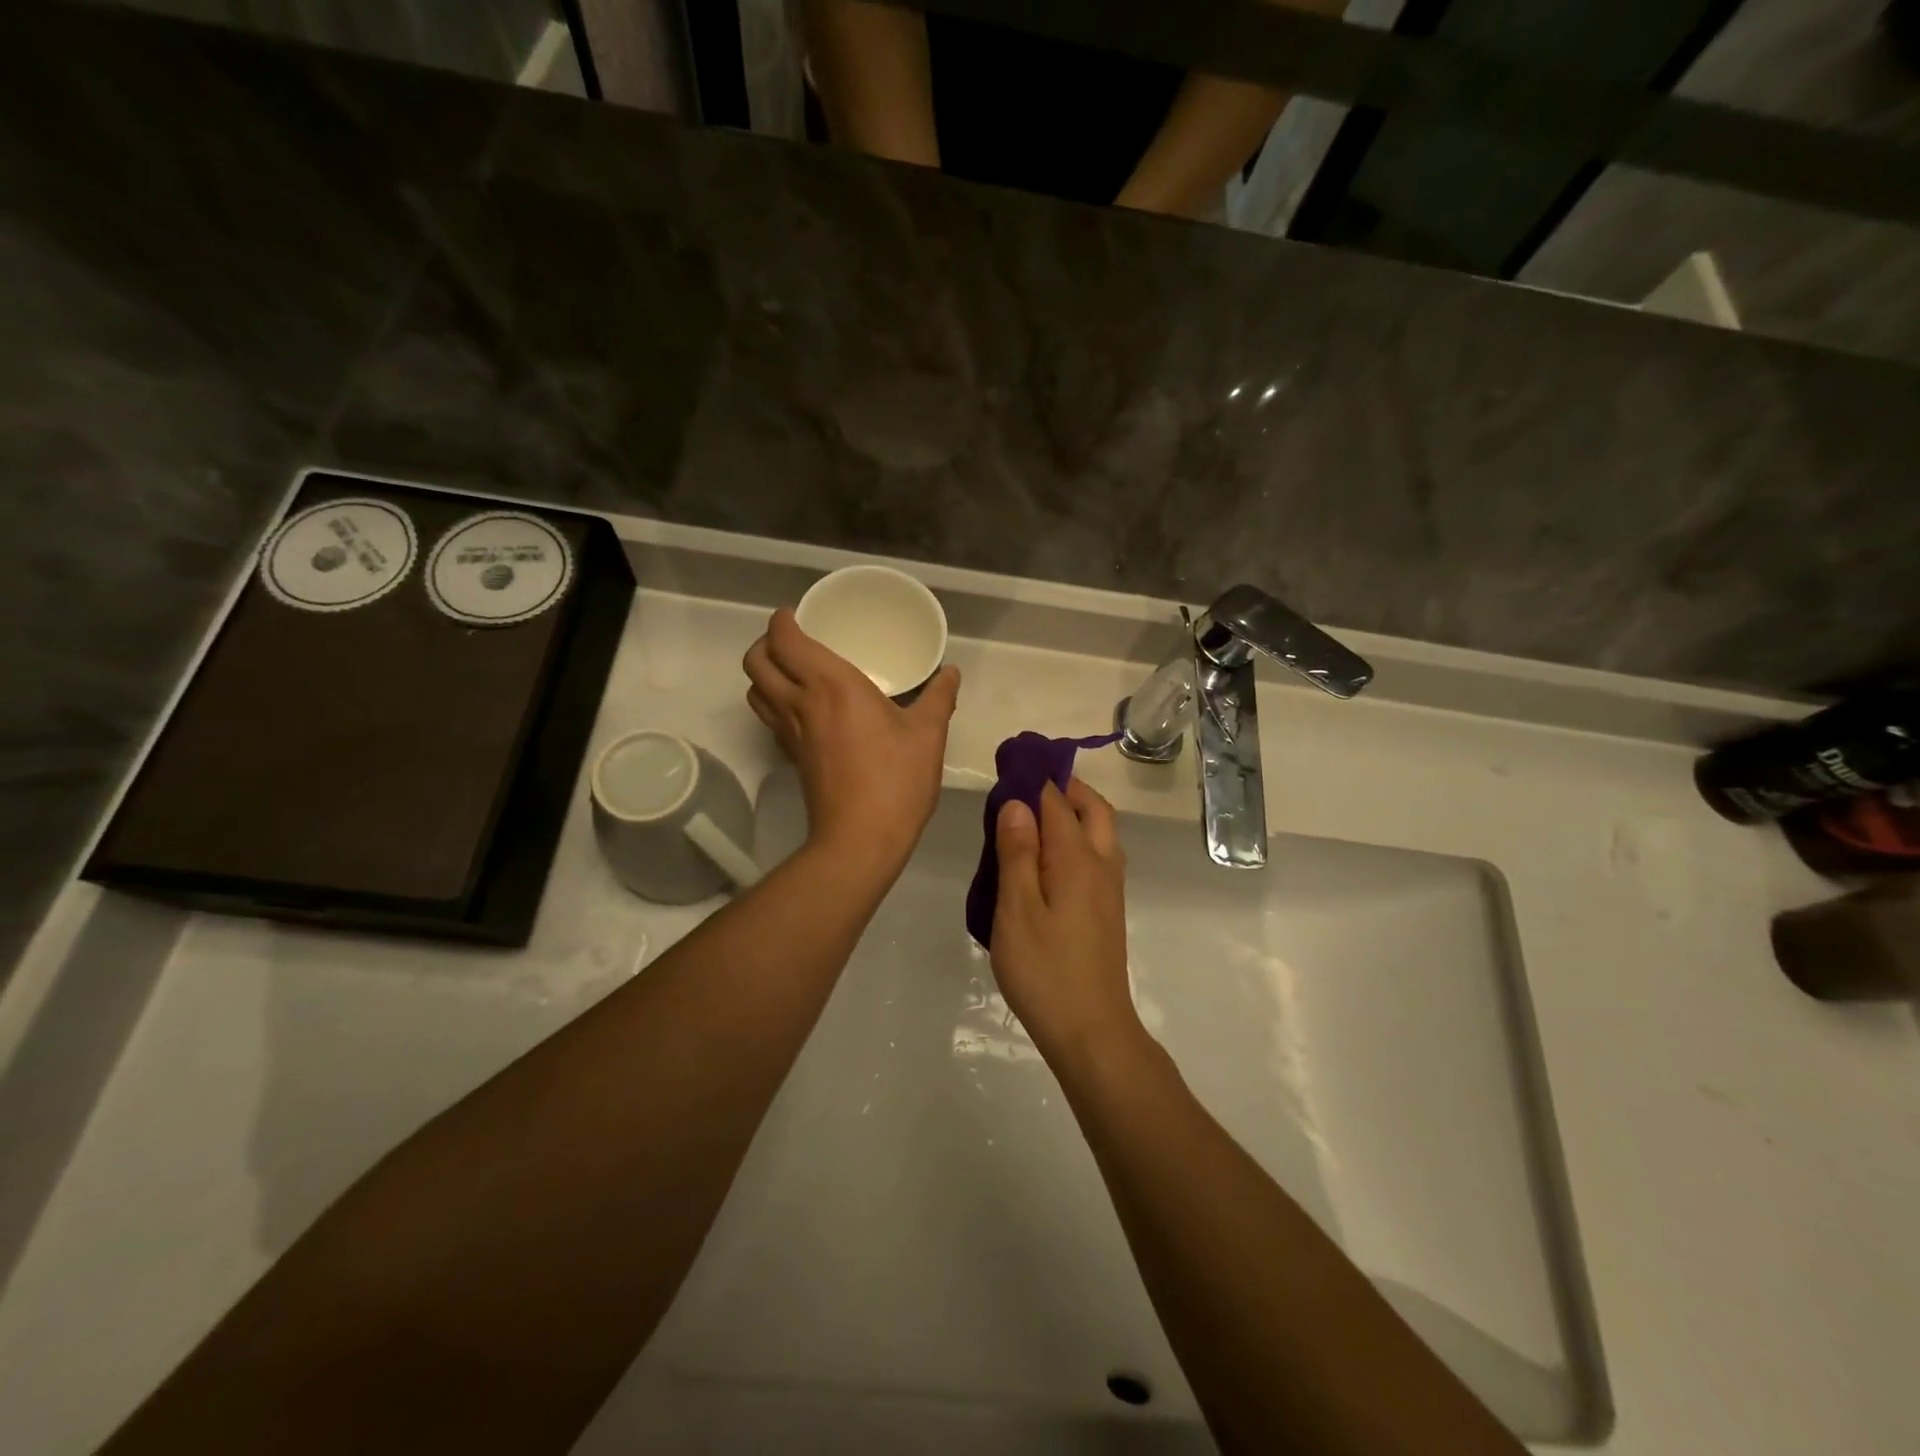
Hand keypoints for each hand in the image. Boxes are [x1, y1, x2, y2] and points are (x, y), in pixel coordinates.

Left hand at [744, 607, 959, 874]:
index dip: (781, 621)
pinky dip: (774, 702)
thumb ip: (939, 697)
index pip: (785, 640)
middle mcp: (801, 702)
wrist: (861, 838)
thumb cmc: (896, 780)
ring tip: (792, 670)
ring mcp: (790, 733)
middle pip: (756, 661)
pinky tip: (804, 709)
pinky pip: (770, 717)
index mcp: (831, 685)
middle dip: (765, 643)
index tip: (796, 614)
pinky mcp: (792, 757)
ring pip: (755, 691)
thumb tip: (950, 672)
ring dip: (764, 673)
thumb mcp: (928, 734)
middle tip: (792, 640)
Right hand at [990, 778, 1142, 1063]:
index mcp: (1077, 858)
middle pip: (1093, 809)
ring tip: (1033, 816)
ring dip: (1074, 811)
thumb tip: (1019, 803)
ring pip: (1100, 831)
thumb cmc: (1045, 970)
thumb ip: (1017, 853)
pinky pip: (1096, 855)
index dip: (1035, 777)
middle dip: (1065, 787)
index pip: (1058, 800)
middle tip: (1027, 784)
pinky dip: (1076, 838)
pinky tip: (1048, 857)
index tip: (1011, 762)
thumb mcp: (1017, 910)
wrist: (1091, 1029)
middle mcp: (1102, 864)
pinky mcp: (1107, 908)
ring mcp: (1109, 887)